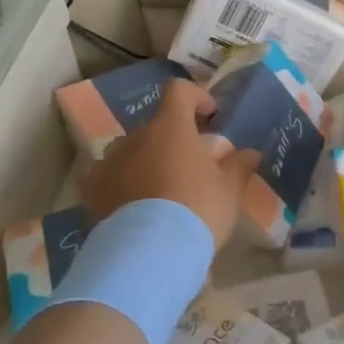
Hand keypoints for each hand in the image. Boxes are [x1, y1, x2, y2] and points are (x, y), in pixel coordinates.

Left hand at [79, 79, 259, 246]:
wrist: (150, 252)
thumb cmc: (198, 210)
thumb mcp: (229, 191)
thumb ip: (239, 166)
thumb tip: (251, 153)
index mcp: (171, 127)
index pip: (179, 91)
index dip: (196, 97)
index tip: (210, 116)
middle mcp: (136, 136)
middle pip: (155, 125)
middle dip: (173, 139)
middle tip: (191, 166)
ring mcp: (109, 161)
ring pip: (130, 151)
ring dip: (146, 160)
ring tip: (160, 190)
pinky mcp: (92, 189)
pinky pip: (107, 176)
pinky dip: (119, 183)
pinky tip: (132, 205)